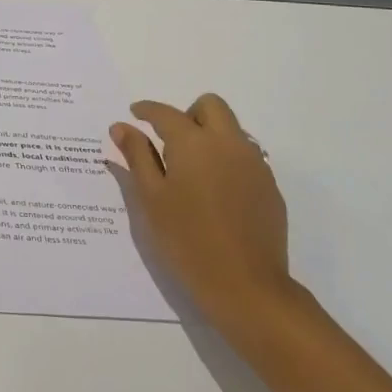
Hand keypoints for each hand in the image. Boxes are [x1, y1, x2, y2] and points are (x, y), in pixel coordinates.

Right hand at [111, 96, 297, 335]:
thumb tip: (122, 126)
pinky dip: (226, 160)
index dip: (147, 110)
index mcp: (194, 143)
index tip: (134, 113)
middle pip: (210, 105)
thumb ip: (137, 156)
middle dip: (187, 114)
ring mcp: (255, 164)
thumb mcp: (151, 198)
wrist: (246, 286)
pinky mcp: (269, 187)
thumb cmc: (187, 240)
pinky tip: (214, 193)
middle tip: (169, 141)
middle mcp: (228, 143)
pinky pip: (245, 156)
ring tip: (190, 170)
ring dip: (209, 135)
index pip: (166, 113)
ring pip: (231, 130)